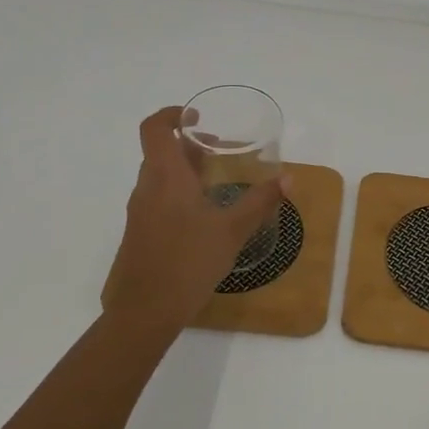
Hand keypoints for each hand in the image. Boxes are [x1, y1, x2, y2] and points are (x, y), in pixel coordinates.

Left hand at [101, 105, 286, 331]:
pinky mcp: (139, 234)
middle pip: (160, 152)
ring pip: (158, 177)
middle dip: (188, 145)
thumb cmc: (188, 262)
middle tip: (219, 150)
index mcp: (166, 177)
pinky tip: (203, 217)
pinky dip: (177, 193)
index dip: (172, 114)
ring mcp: (139, 213)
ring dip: (184, 170)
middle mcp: (147, 188)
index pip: (155, 128)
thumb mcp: (232, 230)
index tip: (198, 117)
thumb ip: (260, 201)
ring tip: (215, 182)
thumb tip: (288, 178)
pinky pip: (157, 199)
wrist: (143, 313)